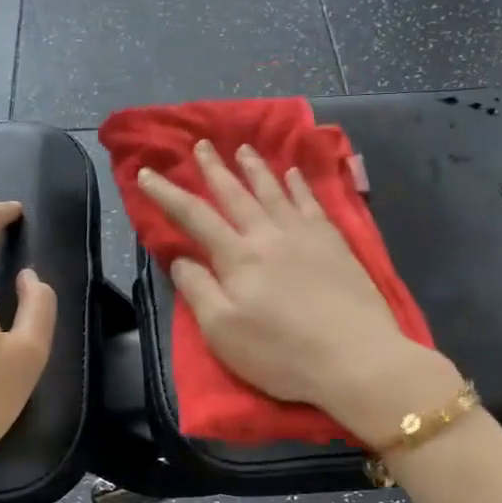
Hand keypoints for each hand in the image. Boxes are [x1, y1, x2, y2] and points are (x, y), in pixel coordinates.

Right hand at [137, 140, 456, 440]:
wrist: (356, 357)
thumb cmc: (281, 353)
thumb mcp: (223, 332)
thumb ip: (199, 290)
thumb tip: (181, 258)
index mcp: (237, 258)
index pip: (194, 217)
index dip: (167, 194)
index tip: (146, 174)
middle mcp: (269, 235)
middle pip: (236, 194)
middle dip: (215, 169)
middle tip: (202, 145)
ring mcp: (305, 236)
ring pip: (274, 191)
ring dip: (256, 168)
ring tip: (243, 149)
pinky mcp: (335, 244)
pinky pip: (312, 203)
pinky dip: (300, 185)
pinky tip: (294, 174)